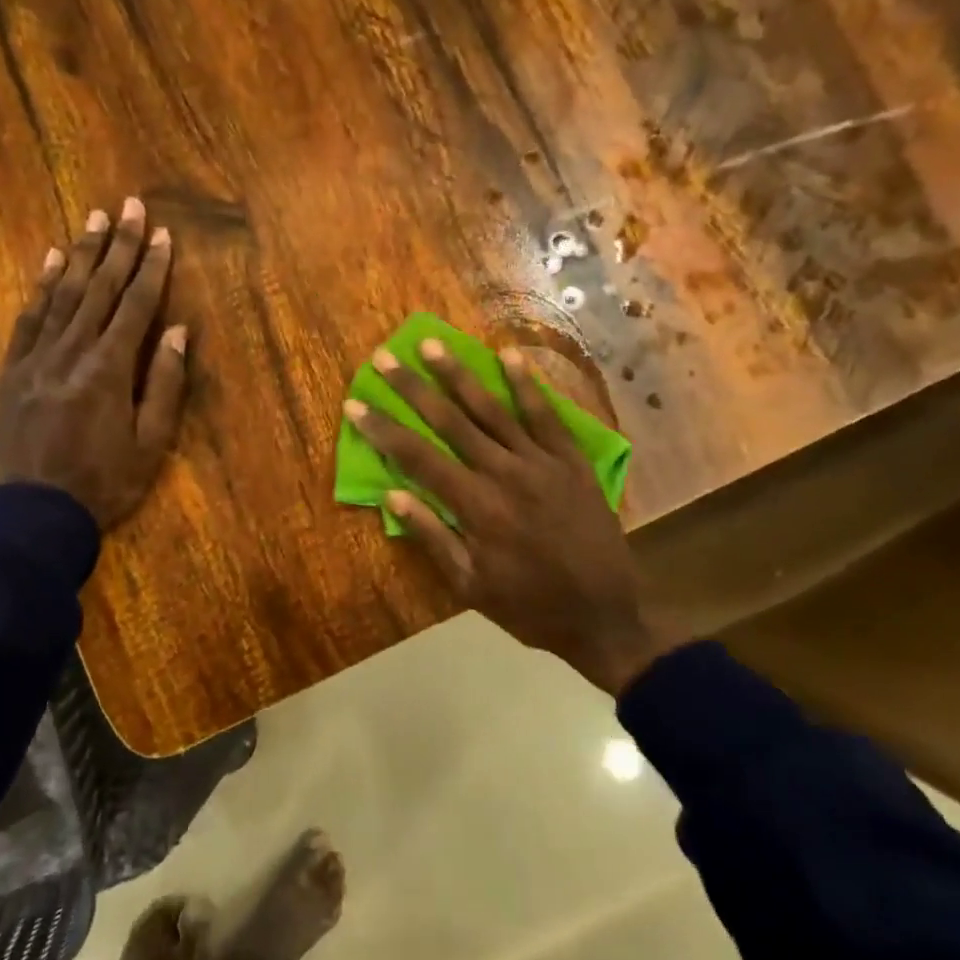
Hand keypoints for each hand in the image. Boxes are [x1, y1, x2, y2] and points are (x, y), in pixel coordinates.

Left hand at [0, 199, 188, 528]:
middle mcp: (73, 351)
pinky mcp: (13, 370)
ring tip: (95, 220)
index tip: (163, 234)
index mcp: (110, 369)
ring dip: (82, 255)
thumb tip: (177, 331)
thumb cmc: (102, 484)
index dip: (153, 268)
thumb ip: (165, 386)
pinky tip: (52, 262)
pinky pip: (29, 318)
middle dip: (119, 246)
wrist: (30, 514)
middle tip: (130, 206)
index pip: (137, 306)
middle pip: (101, 289)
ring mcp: (38, 357)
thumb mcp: (150, 445)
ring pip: (64, 295)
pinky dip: (42, 287)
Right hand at [344, 343, 671, 695]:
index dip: (384, 430)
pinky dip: (526, 384)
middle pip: (450, 422)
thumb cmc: (529, 605)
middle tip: (385, 357)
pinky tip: (509, 355)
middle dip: (413, 388)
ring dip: (459, 374)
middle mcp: (504, 474)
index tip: (356, 405)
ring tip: (432, 344)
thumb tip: (391, 495)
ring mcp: (541, 462)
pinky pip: (546, 415)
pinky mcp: (571, 460)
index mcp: (475, 507)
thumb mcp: (470, 585)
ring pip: (492, 409)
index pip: (417, 458)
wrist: (603, 615)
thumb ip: (431, 537)